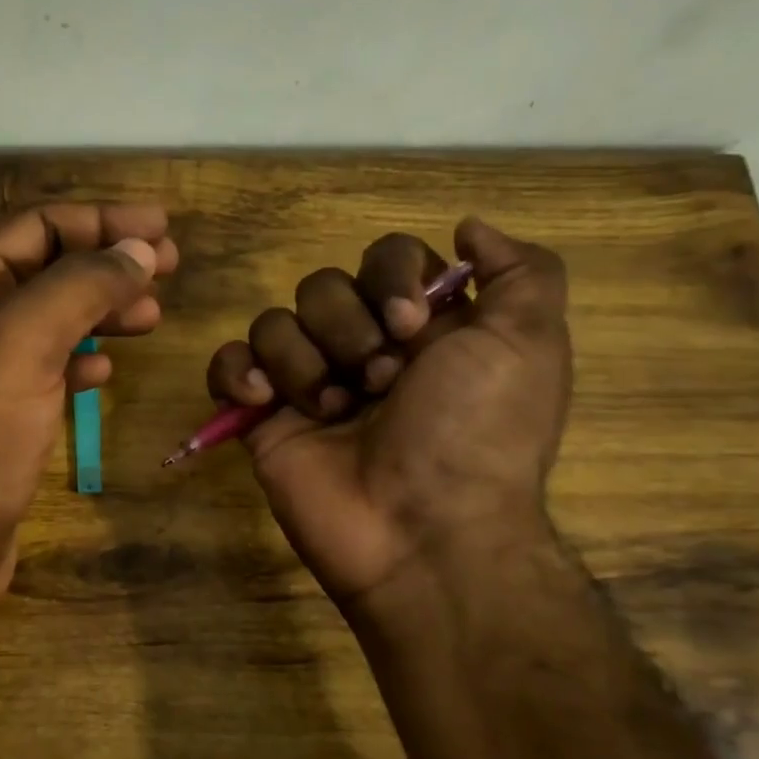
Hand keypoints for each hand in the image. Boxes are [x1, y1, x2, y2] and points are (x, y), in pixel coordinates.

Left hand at [0, 204, 177, 602]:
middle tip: (169, 268)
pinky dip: (79, 358)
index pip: (37, 225)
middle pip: (46, 267)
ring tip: (152, 317)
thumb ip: (81, 284)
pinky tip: (105, 371)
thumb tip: (139, 249)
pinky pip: (44, 366)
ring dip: (100, 309)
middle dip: (107, 262)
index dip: (101, 220)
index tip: (162, 229)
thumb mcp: (24, 341)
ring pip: (50, 318)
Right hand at [206, 218, 570, 618]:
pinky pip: (228, 363)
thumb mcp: (530, 345)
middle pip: (323, 286)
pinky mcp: (263, 416)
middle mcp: (363, 348)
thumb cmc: (477, 434)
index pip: (384, 258)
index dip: (388, 277)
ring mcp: (309, 383)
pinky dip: (238, 372)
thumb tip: (467, 227)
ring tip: (333, 411)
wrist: (422, 532)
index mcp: (422, 328)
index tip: (409, 325)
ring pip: (276, 322)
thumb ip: (522, 272)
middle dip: (348, 329)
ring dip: (305, 361)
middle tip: (379, 381)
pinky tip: (264, 400)